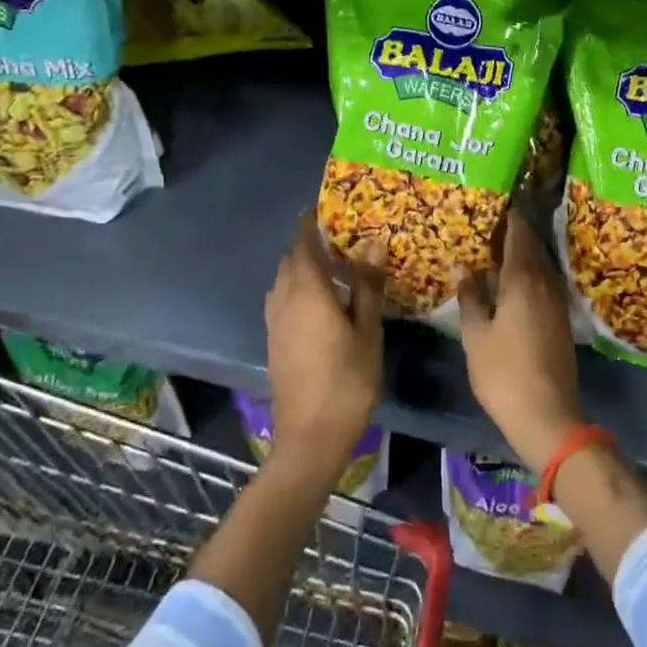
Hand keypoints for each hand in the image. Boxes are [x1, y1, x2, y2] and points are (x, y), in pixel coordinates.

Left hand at [264, 214, 384, 476]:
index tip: (321, 208)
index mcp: (308, 292)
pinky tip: (319, 302)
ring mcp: (275, 323)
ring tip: (331, 267)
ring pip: (282, 281)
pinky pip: (281, 300)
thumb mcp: (367, 331)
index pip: (303, 245)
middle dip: (308, 245)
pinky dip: (296, 288)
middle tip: (337, 238)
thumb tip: (372, 244)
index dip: (309, 224)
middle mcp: (284, 300)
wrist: (310, 438)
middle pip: (289, 261)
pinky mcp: (274, 341)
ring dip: (301, 267)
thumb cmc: (347, 381)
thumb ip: (367, 286)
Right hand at [457, 211, 584, 471]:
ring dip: (521, 254)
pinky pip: (543, 283)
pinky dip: (528, 274)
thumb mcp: (476, 334)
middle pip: (532, 246)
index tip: (492, 205)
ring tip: (495, 251)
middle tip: (487, 226)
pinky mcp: (560, 319)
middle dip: (513, 233)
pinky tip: (511, 283)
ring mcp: (557, 301)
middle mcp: (545, 282)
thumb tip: (464, 267)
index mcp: (524, 278)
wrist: (547, 414)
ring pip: (539, 265)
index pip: (519, 233)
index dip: (508, 216)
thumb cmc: (503, 372)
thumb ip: (470, 297)